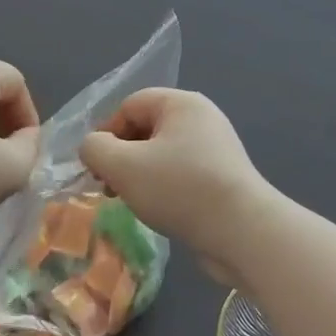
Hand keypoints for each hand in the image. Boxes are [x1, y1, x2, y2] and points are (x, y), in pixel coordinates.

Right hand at [79, 89, 269, 283]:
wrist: (242, 232)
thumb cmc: (179, 189)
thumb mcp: (123, 166)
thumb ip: (95, 148)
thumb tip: (93, 147)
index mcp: (181, 104)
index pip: (129, 106)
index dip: (106, 133)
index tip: (97, 167)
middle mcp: (202, 119)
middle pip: (146, 128)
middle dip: (121, 156)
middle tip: (109, 187)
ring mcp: (216, 149)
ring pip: (162, 154)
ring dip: (139, 175)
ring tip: (131, 202)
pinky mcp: (223, 178)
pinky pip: (181, 173)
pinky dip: (163, 187)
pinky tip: (159, 210)